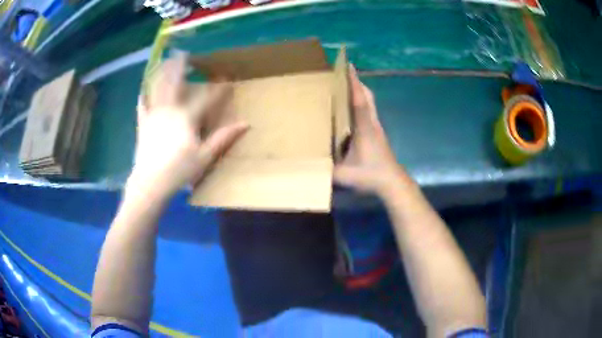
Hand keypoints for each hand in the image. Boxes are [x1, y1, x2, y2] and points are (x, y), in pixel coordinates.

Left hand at [127, 55, 247, 201]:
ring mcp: (154, 115)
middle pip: (175, 83)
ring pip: (157, 88)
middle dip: (180, 67)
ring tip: (163, 61)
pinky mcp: (143, 124)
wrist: (150, 183)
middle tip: (182, 53)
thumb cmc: (179, 170)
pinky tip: (142, 89)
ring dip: (161, 73)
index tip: (227, 80)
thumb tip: (246, 124)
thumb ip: (223, 138)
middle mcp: (169, 110)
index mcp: (186, 117)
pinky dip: (143, 96)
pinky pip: (142, 105)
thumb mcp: (205, 156)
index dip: (218, 89)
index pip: (207, 98)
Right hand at [334, 65, 410, 197]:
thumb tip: (310, 162)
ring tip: (345, 85)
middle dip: (356, 82)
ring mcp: (376, 127)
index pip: (359, 101)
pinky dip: (361, 101)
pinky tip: (351, 107)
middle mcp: (372, 123)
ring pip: (369, 102)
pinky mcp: (377, 132)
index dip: (354, 83)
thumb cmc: (371, 176)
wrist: (392, 182)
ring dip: (360, 90)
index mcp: (364, 129)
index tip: (349, 66)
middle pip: (367, 96)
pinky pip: (369, 110)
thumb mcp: (345, 175)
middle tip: (343, 73)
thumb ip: (327, 170)